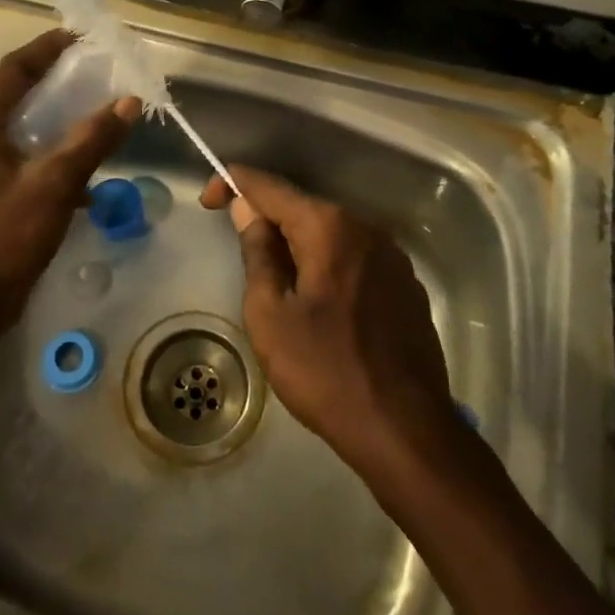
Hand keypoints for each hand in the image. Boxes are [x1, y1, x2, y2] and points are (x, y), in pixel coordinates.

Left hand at [0, 30, 138, 330]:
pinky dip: (53, 152)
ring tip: (94, 107)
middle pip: (16, 93)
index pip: (14, 69)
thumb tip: (129, 101)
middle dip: (54, 78)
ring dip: (57, 116)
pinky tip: (84, 168)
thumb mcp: (55, 182)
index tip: (79, 35)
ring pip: (22, 126)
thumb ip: (92, 139)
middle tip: (93, 67)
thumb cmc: (6, 235)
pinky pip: (25, 155)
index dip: (46, 48)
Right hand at [202, 166, 452, 473]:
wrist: (405, 430)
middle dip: (267, 216)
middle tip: (238, 242)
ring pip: (331, 234)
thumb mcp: (270, 315)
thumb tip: (248, 210)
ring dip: (298, 243)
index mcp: (329, 227)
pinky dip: (327, 263)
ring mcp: (392, 256)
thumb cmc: (326, 371)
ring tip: (275, 277)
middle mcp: (366, 228)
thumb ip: (258, 252)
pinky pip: (354, 257)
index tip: (209, 200)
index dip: (234, 183)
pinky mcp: (406, 285)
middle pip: (303, 208)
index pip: (270, 187)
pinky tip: (317, 298)